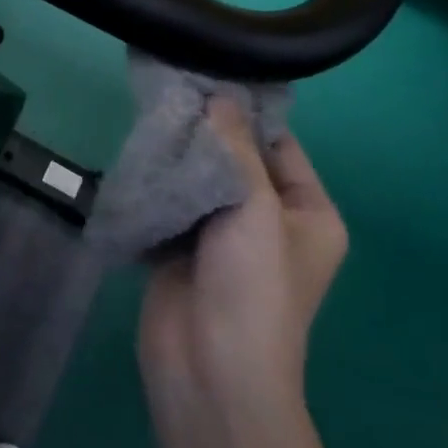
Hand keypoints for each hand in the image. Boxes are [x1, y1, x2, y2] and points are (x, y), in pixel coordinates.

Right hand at [139, 100, 347, 405]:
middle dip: (206, 132)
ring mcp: (224, 236)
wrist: (210, 372)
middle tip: (170, 91)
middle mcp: (270, 220)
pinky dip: (159, 183)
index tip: (209, 76)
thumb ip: (236, 148)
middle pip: (236, 160)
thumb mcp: (256, 208)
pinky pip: (173, 203)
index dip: (247, 113)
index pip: (279, 145)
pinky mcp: (184, 250)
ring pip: (200, 180)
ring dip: (178, 156)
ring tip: (150, 115)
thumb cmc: (253, 287)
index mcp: (309, 212)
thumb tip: (219, 95)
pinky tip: (138, 154)